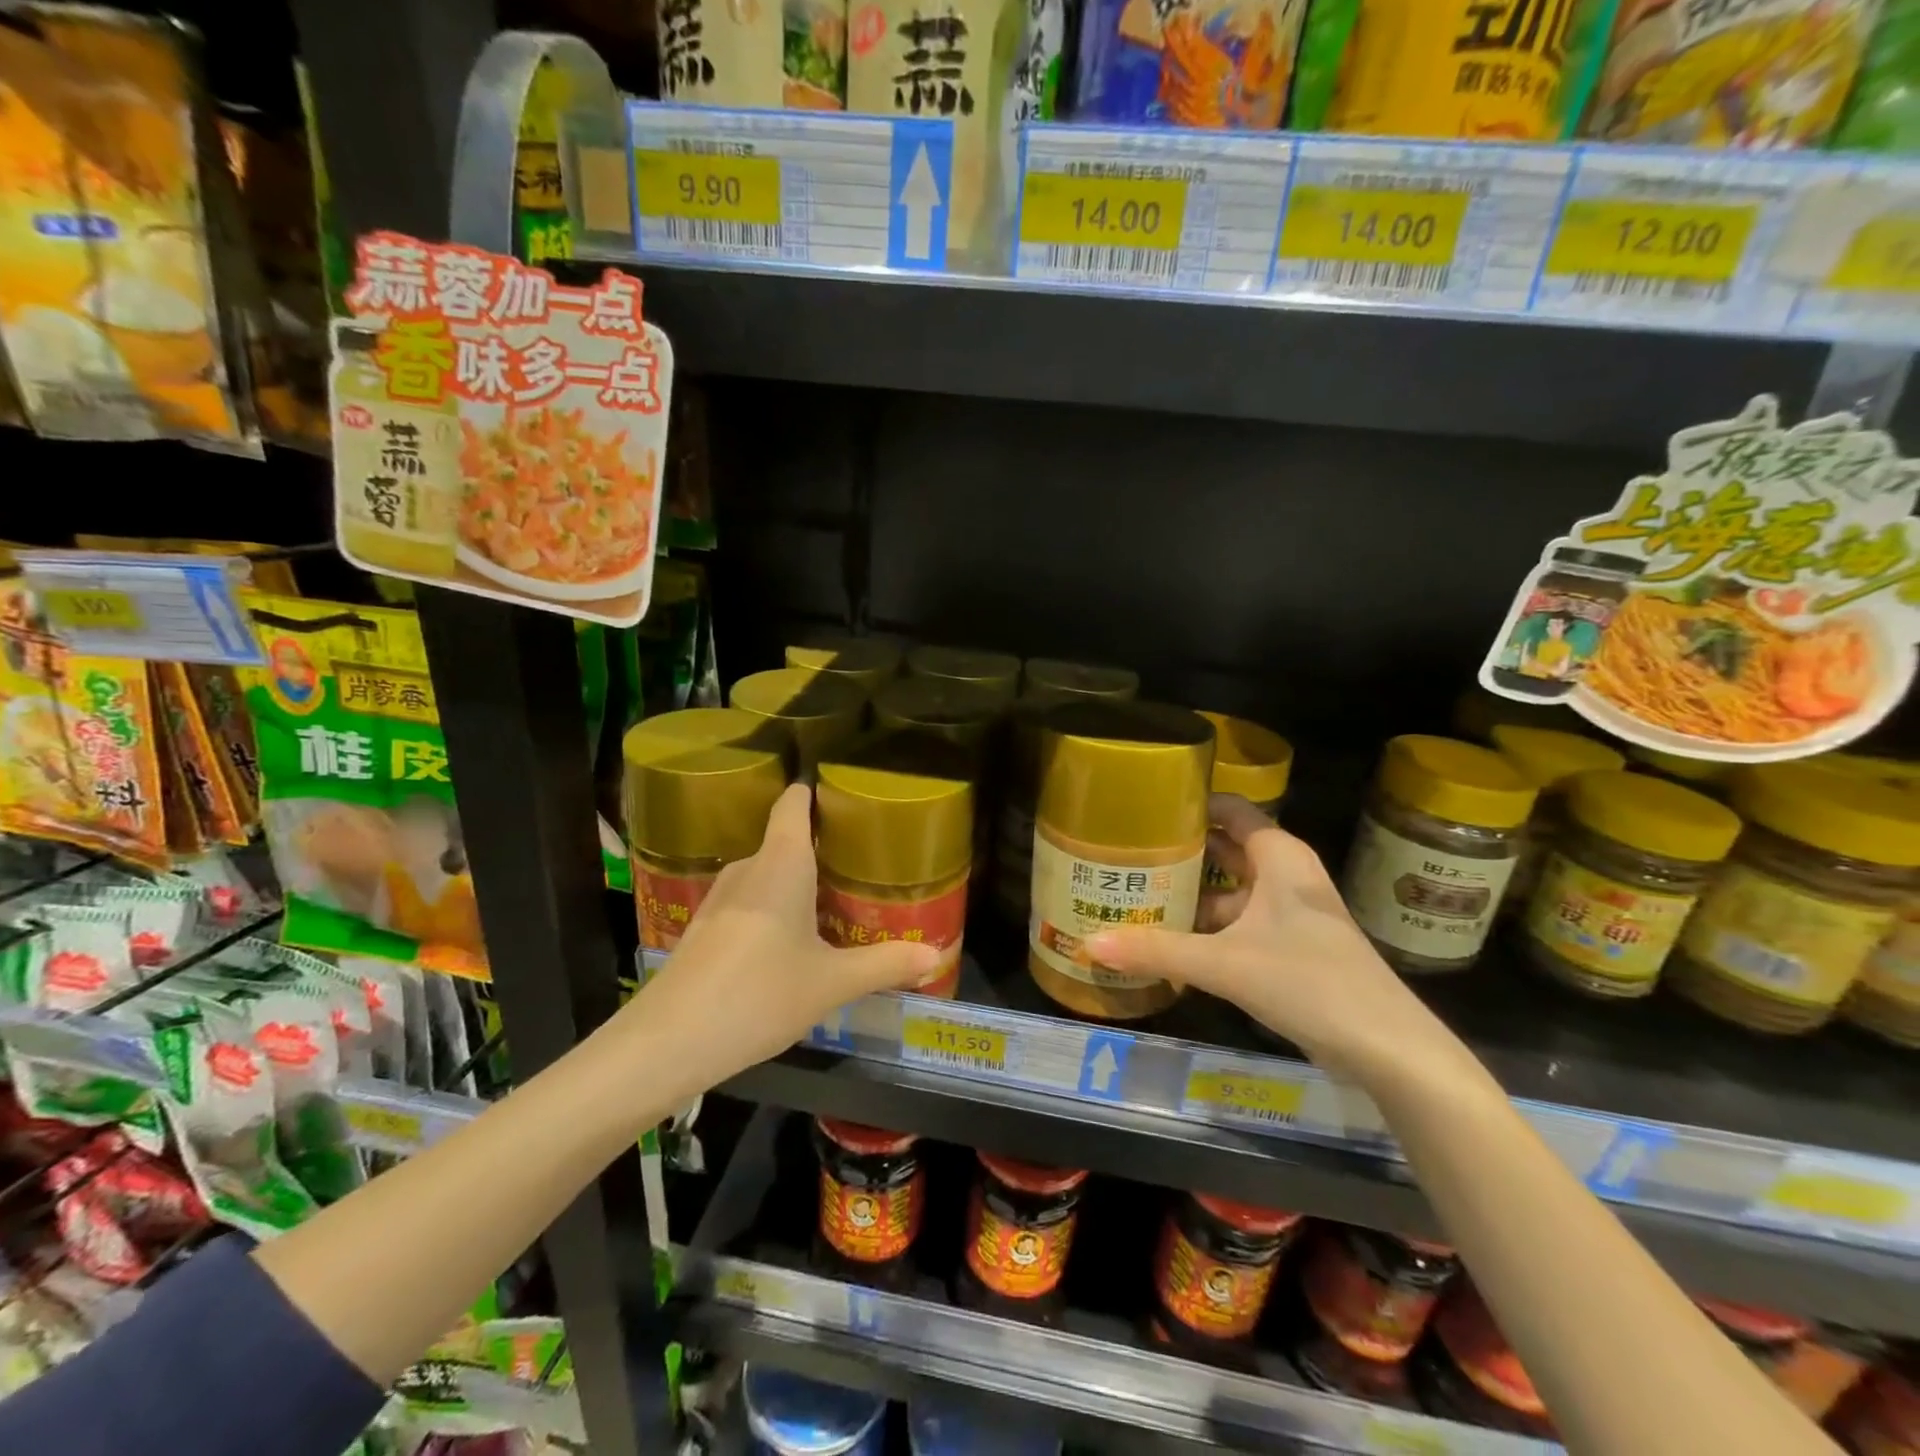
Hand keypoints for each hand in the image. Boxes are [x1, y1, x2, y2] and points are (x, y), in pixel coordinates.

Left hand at [621, 783, 941, 1084]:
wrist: (668, 1042)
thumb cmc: (759, 994)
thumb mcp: (831, 983)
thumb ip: (885, 964)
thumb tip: (935, 957)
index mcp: (781, 862)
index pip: (794, 802)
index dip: (816, 791)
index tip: (846, 797)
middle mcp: (748, 867)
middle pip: (786, 840)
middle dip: (821, 849)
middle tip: (860, 866)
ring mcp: (719, 897)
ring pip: (766, 875)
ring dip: (796, 884)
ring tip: (833, 904)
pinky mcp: (703, 927)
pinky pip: (748, 901)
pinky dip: (772, 908)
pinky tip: (788, 943)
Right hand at [1087, 795, 1464, 1086]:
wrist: (1386, 1047)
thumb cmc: (1309, 981)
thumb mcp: (1225, 963)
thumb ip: (1157, 951)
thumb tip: (1089, 943)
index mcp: (1278, 857)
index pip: (1230, 809)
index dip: (1190, 804)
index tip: (1144, 808)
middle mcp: (1285, 875)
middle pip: (1225, 849)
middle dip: (1181, 851)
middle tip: (1127, 853)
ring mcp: (1290, 913)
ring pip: (1231, 890)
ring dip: (1191, 894)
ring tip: (1138, 895)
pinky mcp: (1291, 947)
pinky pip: (1239, 923)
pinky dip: (1208, 926)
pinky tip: (1171, 941)